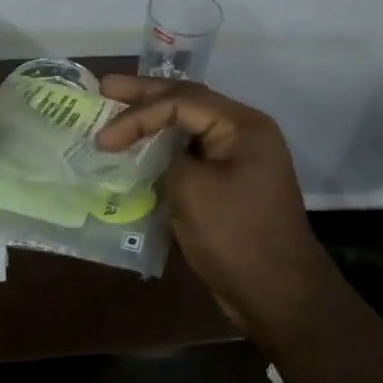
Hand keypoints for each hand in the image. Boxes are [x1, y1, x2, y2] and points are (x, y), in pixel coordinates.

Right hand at [94, 76, 334, 341]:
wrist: (278, 295)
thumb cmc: (237, 238)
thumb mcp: (193, 191)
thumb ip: (167, 158)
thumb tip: (152, 153)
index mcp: (242, 125)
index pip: (182, 101)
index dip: (138, 114)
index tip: (104, 138)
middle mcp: (243, 132)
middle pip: (186, 102)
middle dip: (144, 96)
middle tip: (105, 87)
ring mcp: (237, 158)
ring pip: (187, 126)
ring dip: (152, 119)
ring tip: (115, 109)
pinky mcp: (228, 182)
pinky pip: (191, 153)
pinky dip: (163, 148)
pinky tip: (137, 148)